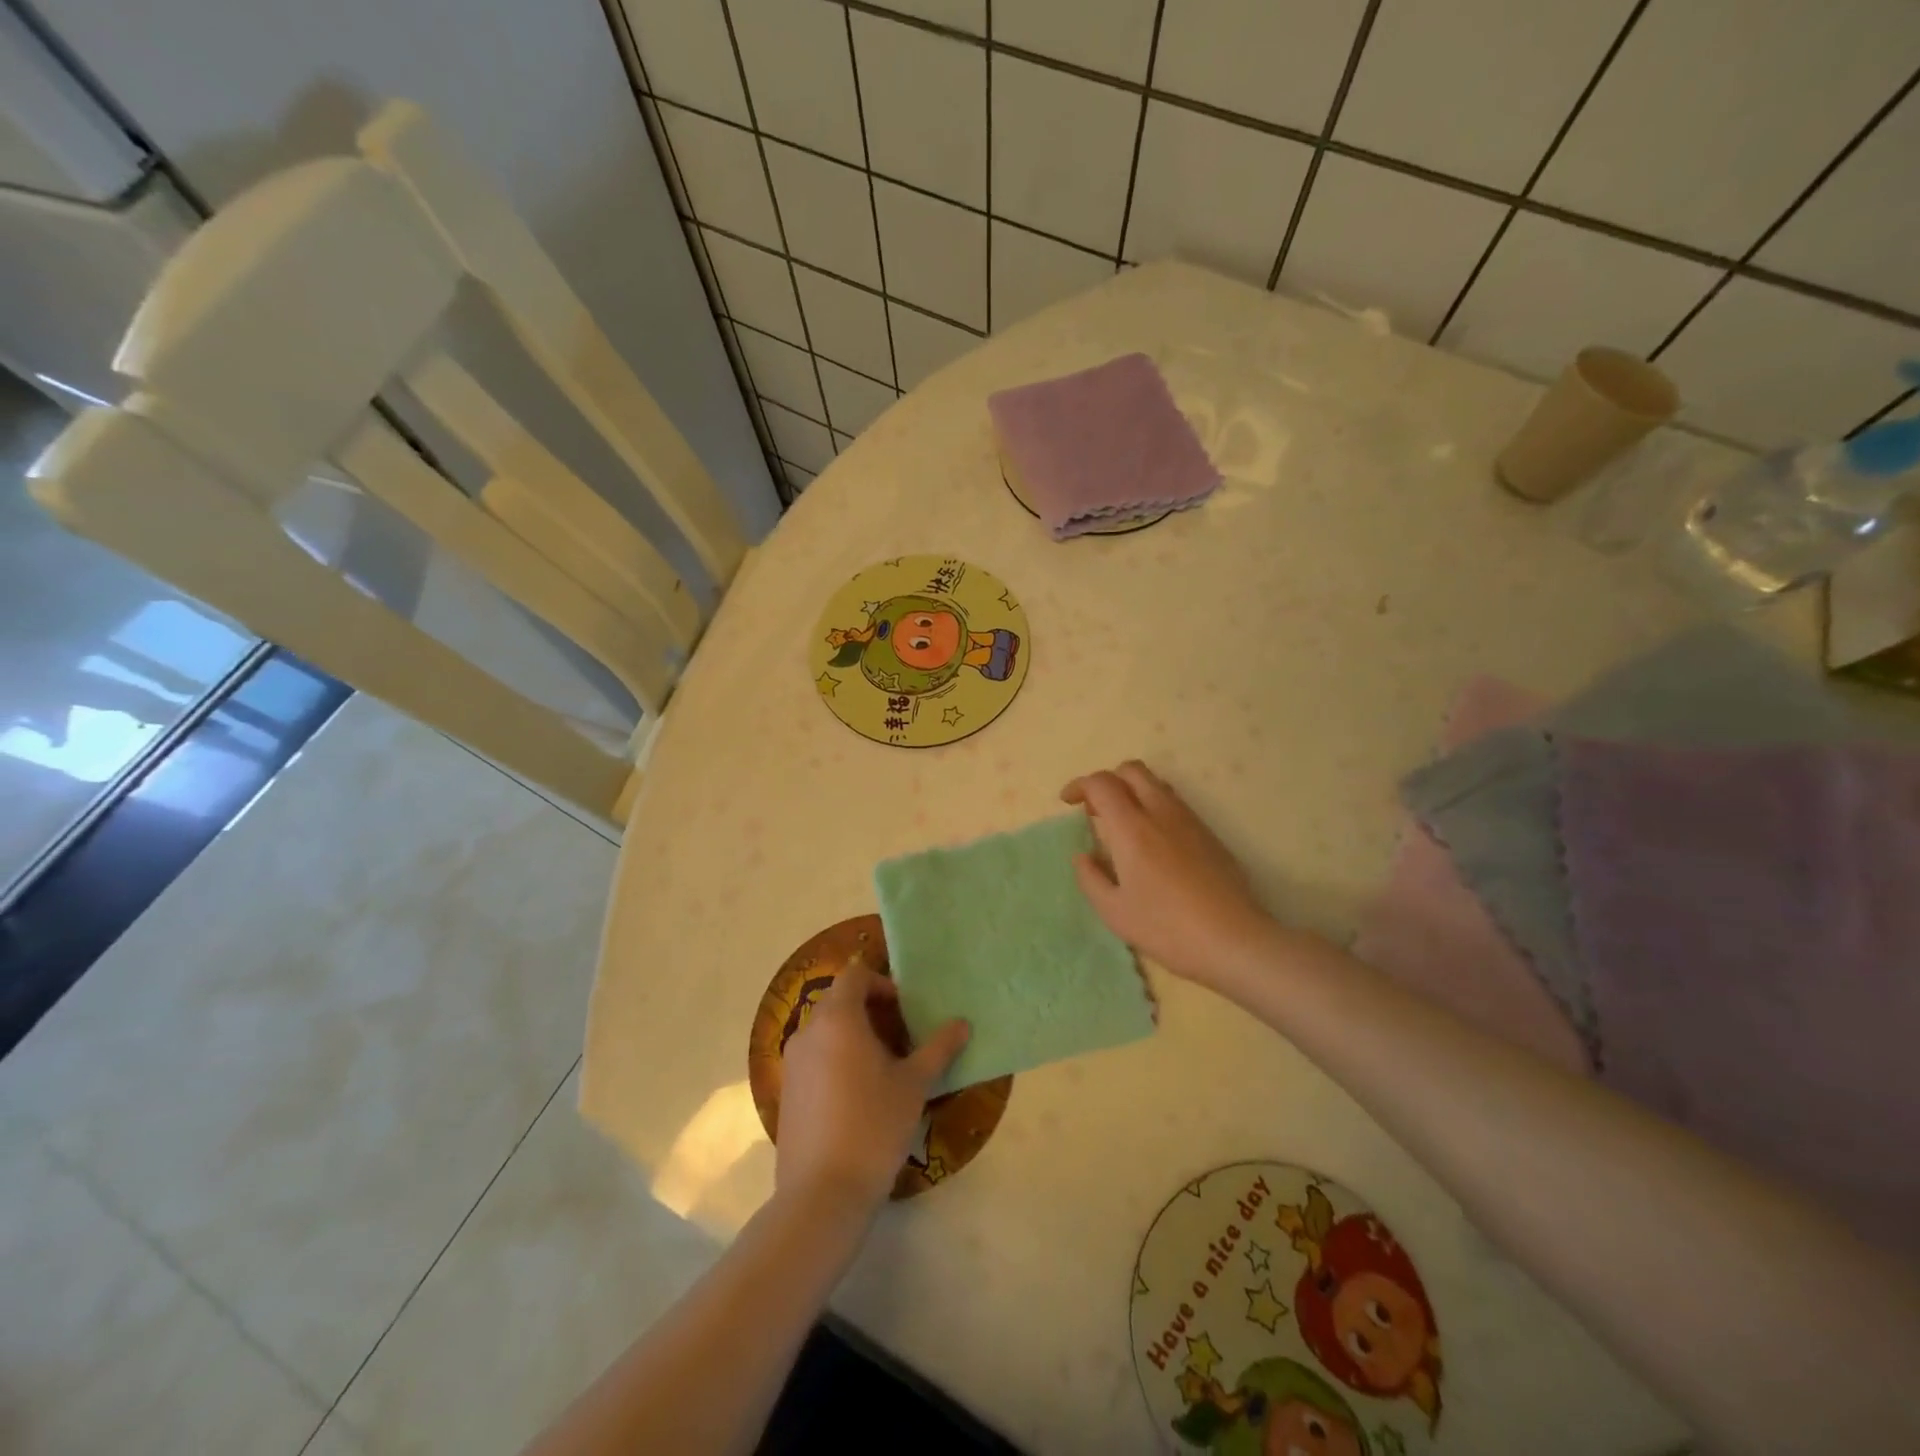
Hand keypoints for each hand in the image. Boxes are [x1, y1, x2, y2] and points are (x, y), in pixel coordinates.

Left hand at [776, 962, 968, 1216]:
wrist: (821, 1195)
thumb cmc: (873, 1127)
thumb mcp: (914, 1085)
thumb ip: (938, 1048)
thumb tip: (962, 1023)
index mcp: (837, 1019)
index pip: (854, 975)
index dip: (881, 983)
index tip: (904, 1009)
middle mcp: (808, 1031)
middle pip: (839, 1001)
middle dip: (870, 1010)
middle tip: (901, 1038)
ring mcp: (792, 1063)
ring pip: (825, 1030)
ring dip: (853, 1035)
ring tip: (883, 1068)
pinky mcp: (786, 1091)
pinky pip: (814, 1057)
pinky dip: (836, 1059)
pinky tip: (857, 1096)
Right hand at [1062, 761, 1277, 988]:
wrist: (1233, 940)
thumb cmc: (1166, 928)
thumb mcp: (1114, 911)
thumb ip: (1090, 878)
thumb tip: (1083, 855)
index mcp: (1132, 828)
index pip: (1102, 783)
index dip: (1080, 785)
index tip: (1068, 803)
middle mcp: (1161, 812)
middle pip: (1132, 770)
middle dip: (1107, 780)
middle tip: (1095, 809)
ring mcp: (1189, 820)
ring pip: (1156, 783)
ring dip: (1132, 791)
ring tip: (1122, 825)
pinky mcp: (1209, 834)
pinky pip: (1174, 803)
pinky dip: (1154, 807)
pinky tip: (1152, 843)